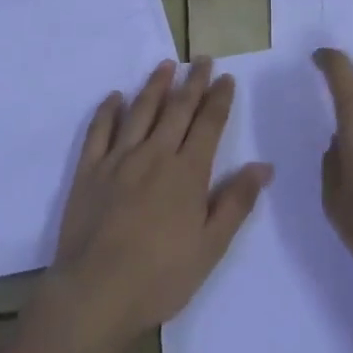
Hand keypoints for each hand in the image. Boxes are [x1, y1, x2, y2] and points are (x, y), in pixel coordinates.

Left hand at [43, 58, 271, 341]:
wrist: (96, 294)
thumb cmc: (161, 277)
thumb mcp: (210, 247)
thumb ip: (236, 203)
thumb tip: (263, 165)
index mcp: (187, 172)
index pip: (208, 124)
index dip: (218, 99)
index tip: (225, 77)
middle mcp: (155, 154)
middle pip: (177, 109)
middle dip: (193, 82)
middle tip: (202, 59)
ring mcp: (119, 159)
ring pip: (140, 111)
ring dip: (155, 85)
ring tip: (166, 65)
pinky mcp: (89, 170)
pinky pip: (99, 131)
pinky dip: (108, 110)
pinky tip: (115, 97)